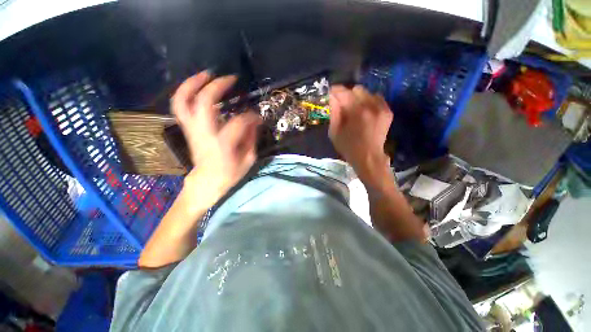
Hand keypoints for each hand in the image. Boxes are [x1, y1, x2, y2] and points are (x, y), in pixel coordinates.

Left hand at [171, 71, 260, 208]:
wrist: (206, 181)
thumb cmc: (229, 174)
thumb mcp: (247, 160)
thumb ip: (251, 139)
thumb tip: (255, 121)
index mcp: (222, 145)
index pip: (238, 123)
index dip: (250, 116)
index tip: (257, 117)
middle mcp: (204, 134)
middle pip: (204, 103)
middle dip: (217, 86)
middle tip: (230, 79)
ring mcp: (192, 130)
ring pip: (184, 101)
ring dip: (193, 83)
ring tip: (207, 74)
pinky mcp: (188, 129)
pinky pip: (180, 106)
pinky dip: (186, 92)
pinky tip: (197, 86)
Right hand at [328, 85, 392, 178]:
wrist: (368, 157)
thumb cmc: (348, 147)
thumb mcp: (334, 132)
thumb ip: (334, 112)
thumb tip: (333, 97)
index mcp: (355, 111)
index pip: (343, 92)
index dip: (335, 91)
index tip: (331, 93)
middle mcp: (370, 105)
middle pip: (356, 89)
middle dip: (347, 94)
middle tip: (342, 104)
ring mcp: (381, 107)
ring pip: (366, 92)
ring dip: (358, 98)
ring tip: (354, 109)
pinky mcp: (387, 111)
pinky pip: (376, 98)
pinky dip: (368, 101)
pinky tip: (364, 111)